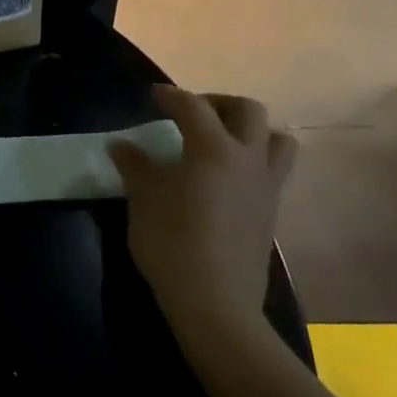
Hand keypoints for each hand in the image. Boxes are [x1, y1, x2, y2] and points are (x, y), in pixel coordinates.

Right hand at [107, 87, 296, 342]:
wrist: (215, 301)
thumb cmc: (171, 243)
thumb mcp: (143, 200)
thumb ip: (135, 166)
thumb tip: (121, 145)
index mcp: (214, 150)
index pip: (193, 107)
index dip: (171, 96)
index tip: (153, 95)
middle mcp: (248, 159)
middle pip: (247, 110)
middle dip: (218, 103)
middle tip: (190, 114)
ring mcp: (266, 185)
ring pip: (275, 139)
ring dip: (249, 129)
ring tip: (220, 140)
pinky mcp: (271, 210)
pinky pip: (272, 169)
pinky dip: (252, 159)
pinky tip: (225, 177)